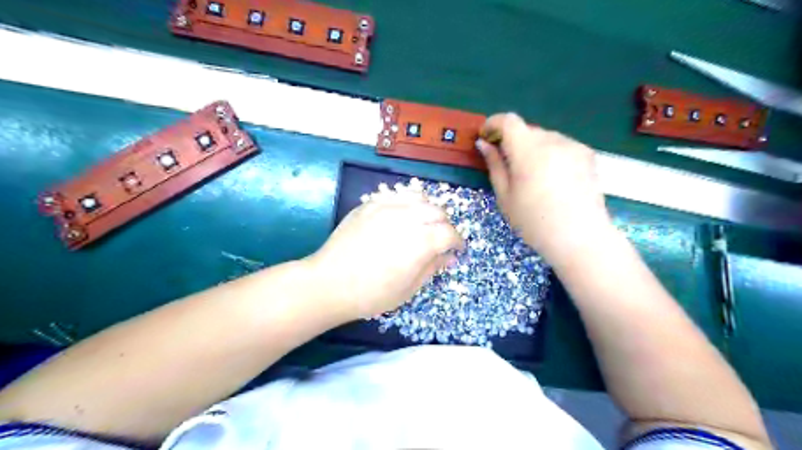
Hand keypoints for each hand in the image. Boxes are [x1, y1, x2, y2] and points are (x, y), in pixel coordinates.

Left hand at [307, 189, 460, 319]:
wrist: (330, 283)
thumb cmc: (372, 294)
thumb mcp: (409, 288)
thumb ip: (432, 268)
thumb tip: (448, 257)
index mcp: (421, 241)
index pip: (449, 233)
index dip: (457, 242)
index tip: (456, 250)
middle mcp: (407, 217)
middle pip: (437, 211)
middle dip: (444, 225)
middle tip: (439, 239)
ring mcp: (386, 207)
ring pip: (418, 198)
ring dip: (427, 209)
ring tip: (423, 223)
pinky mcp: (369, 205)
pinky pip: (395, 195)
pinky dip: (406, 202)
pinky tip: (402, 214)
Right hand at [475, 113, 615, 263]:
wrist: (579, 238)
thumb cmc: (534, 221)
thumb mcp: (505, 196)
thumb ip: (494, 165)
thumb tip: (484, 144)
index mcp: (528, 149)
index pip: (508, 121)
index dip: (493, 124)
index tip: (485, 137)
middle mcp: (552, 140)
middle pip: (526, 129)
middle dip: (511, 140)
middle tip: (505, 163)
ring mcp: (573, 145)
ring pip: (544, 137)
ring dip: (531, 148)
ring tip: (530, 175)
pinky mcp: (587, 154)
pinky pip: (560, 145)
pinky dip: (549, 154)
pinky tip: (551, 178)